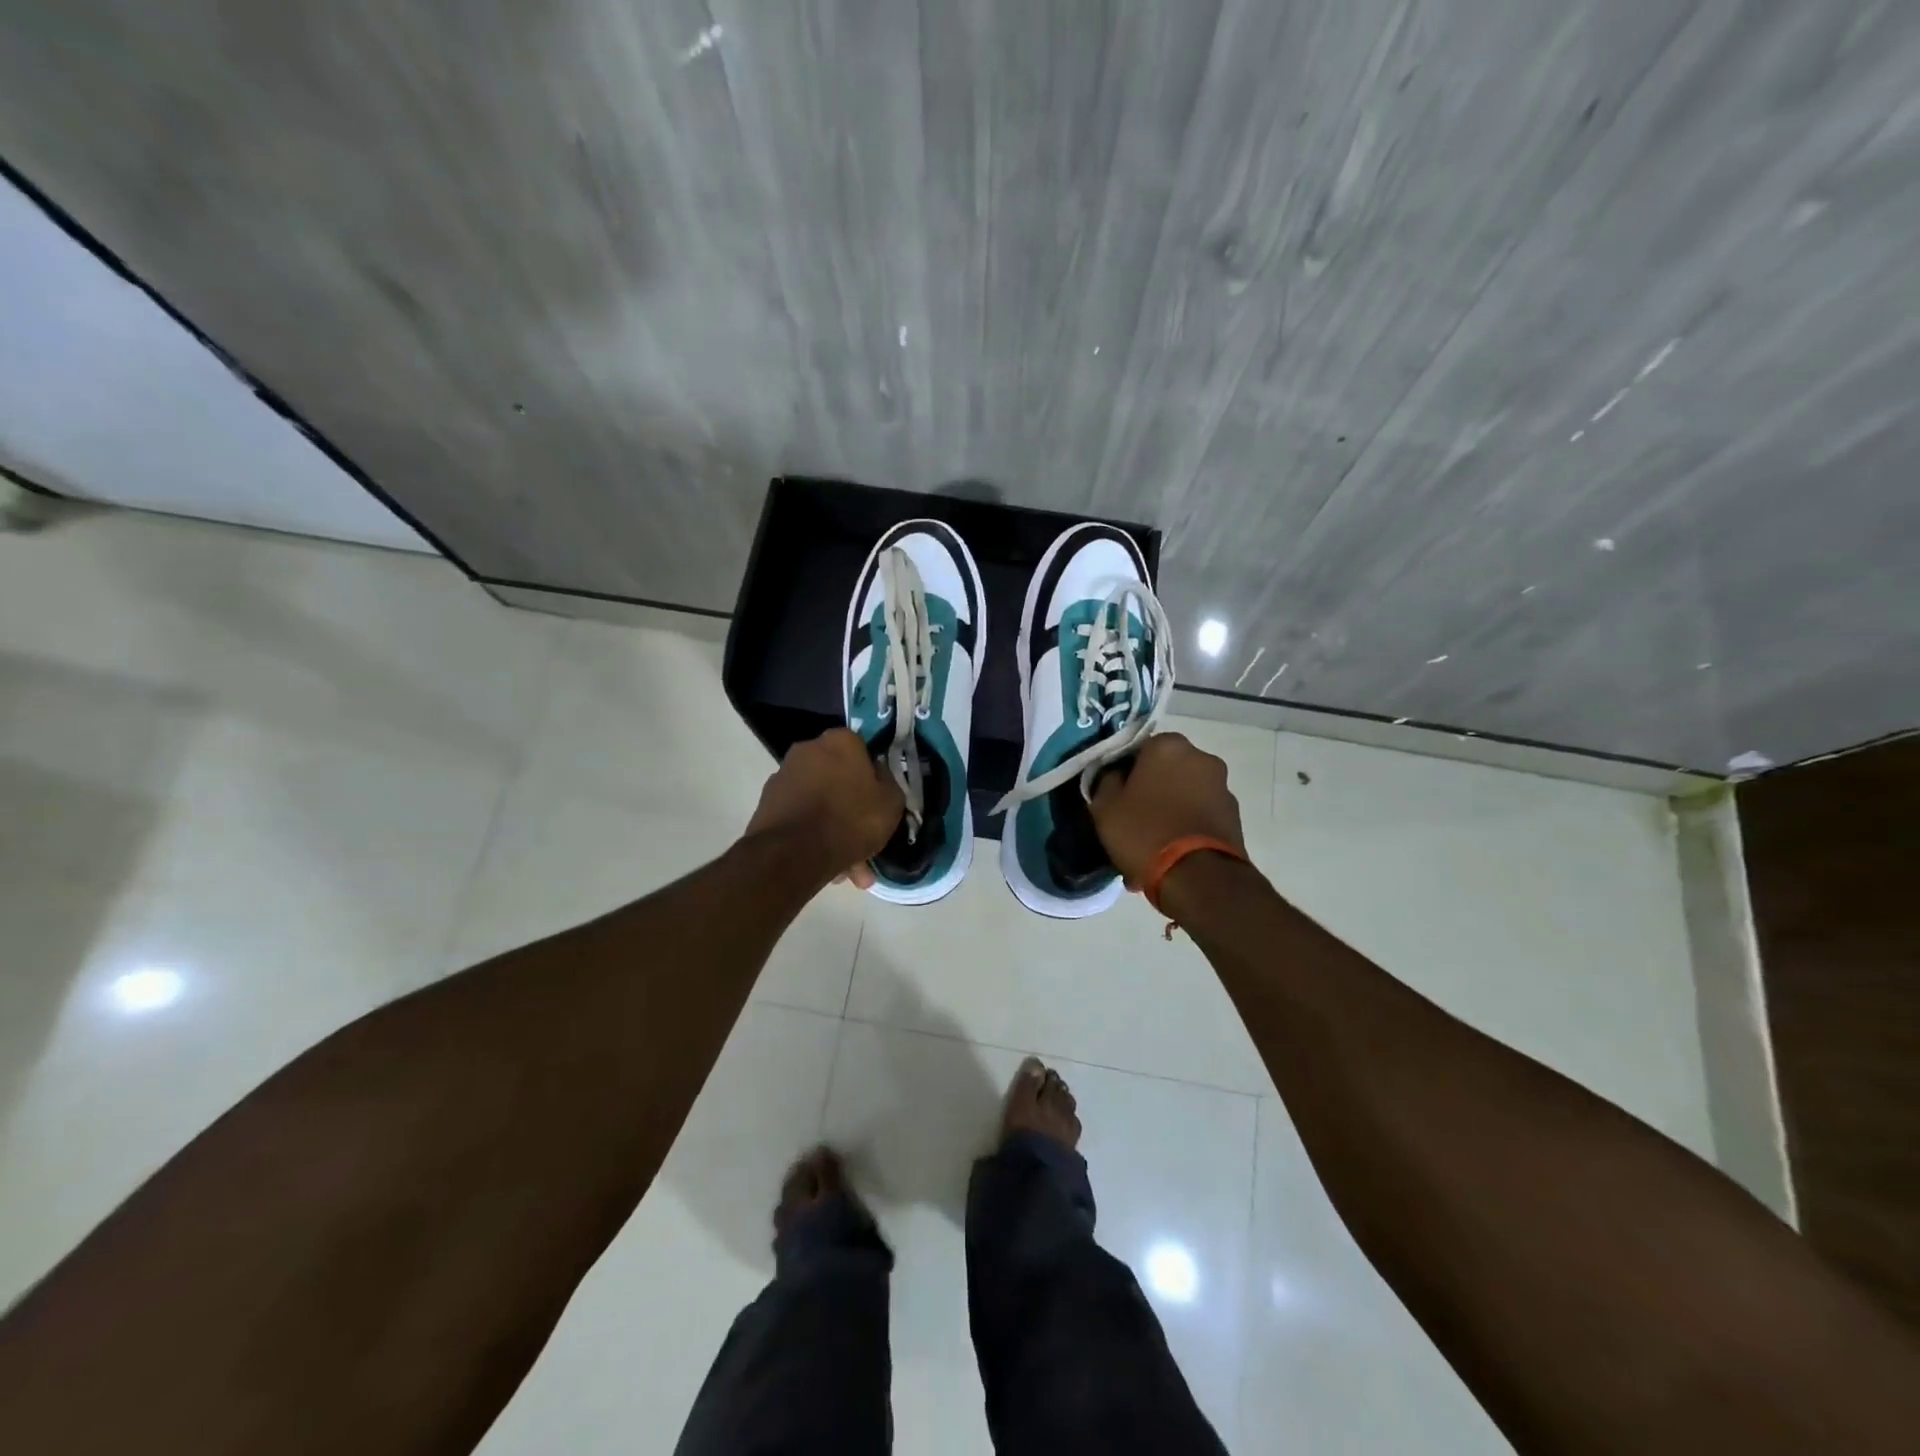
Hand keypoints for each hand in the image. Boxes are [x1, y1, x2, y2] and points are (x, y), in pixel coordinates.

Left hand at [745, 728, 903, 889]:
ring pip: (819, 800)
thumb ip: (888, 782)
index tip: (878, 799)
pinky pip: (801, 815)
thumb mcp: (891, 802)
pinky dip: (812, 833)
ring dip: (833, 825)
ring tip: (847, 866)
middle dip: (851, 806)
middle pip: (837, 776)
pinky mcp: (767, 802)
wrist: (792, 854)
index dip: (872, 774)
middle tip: (865, 838)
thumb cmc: (850, 820)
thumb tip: (877, 774)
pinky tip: (826, 864)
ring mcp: (783, 775)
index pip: (862, 748)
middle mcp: (807, 749)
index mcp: (840, 741)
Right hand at [1089, 732, 1244, 886]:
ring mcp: (1222, 787)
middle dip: (1150, 795)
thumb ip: (1106, 781)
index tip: (1115, 798)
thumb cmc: (1144, 831)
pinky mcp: (1235, 817)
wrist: (1198, 877)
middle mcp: (1201, 758)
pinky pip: (1199, 818)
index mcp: (1168, 746)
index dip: (1124, 775)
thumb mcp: (1105, 806)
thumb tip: (1115, 776)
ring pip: (1183, 797)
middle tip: (1132, 824)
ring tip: (1150, 849)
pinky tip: (1169, 859)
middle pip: (1165, 773)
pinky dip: (1185, 831)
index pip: (1138, 751)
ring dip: (1168, 814)